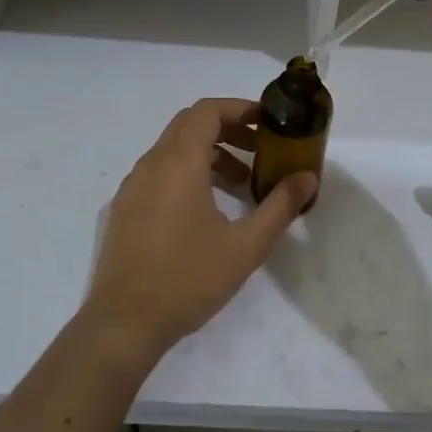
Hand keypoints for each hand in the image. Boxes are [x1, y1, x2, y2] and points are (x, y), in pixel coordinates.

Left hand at [84, 97, 318, 361]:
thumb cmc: (188, 279)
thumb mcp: (245, 245)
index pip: (207, 111)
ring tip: (242, 185)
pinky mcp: (125, 208)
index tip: (268, 123)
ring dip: (210, 154)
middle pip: (190, 125)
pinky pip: (160, 172)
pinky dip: (188, 173)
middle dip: (229, 129)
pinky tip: (208, 210)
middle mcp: (151, 164)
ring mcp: (133, 186)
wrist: (124, 323)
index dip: (240, 108)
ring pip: (174, 149)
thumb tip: (308, 178)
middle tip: (261, 150)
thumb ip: (280, 206)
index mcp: (178, 163)